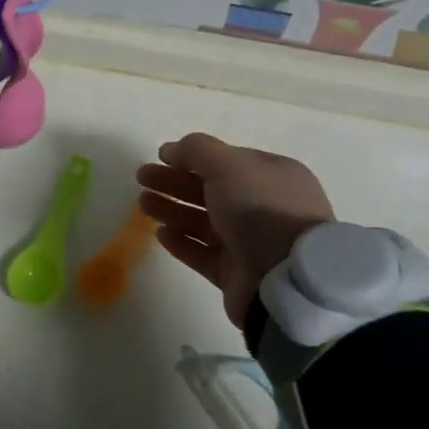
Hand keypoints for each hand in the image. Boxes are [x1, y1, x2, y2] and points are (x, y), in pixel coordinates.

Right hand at [136, 133, 334, 326]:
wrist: (286, 280)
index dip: (191, 157)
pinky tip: (160, 234)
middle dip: (173, 182)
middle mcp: (262, 207)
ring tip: (142, 204)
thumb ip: (197, 150)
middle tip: (141, 178)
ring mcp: (250, 242)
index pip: (226, 162)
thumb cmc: (261, 210)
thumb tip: (171, 149)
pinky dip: (181, 242)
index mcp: (271, 177)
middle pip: (209, 190)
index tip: (160, 156)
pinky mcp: (236, 274)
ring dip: (172, 210)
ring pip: (202, 221)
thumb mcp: (229, 165)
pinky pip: (203, 253)